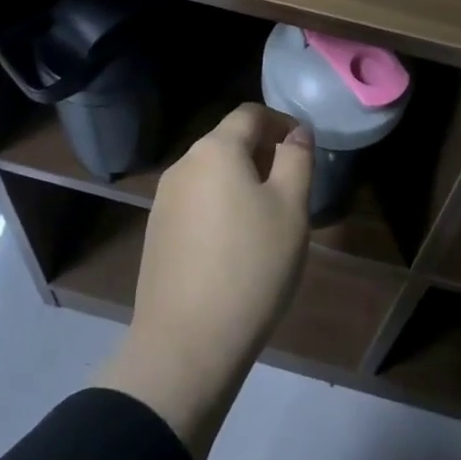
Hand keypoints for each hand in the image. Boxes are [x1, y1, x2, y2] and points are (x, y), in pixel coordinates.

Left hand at [92, 104, 312, 459]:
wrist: (185, 346)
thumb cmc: (250, 267)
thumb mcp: (291, 209)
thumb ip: (297, 159)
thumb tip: (296, 133)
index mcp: (215, 150)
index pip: (250, 113)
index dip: (281, 121)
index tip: (304, 147)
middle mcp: (183, 165)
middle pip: (227, 141)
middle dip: (262, 152)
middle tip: (292, 184)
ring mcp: (164, 200)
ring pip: (211, 173)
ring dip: (240, 180)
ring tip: (267, 216)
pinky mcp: (156, 233)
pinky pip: (195, 202)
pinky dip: (219, 206)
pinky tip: (235, 244)